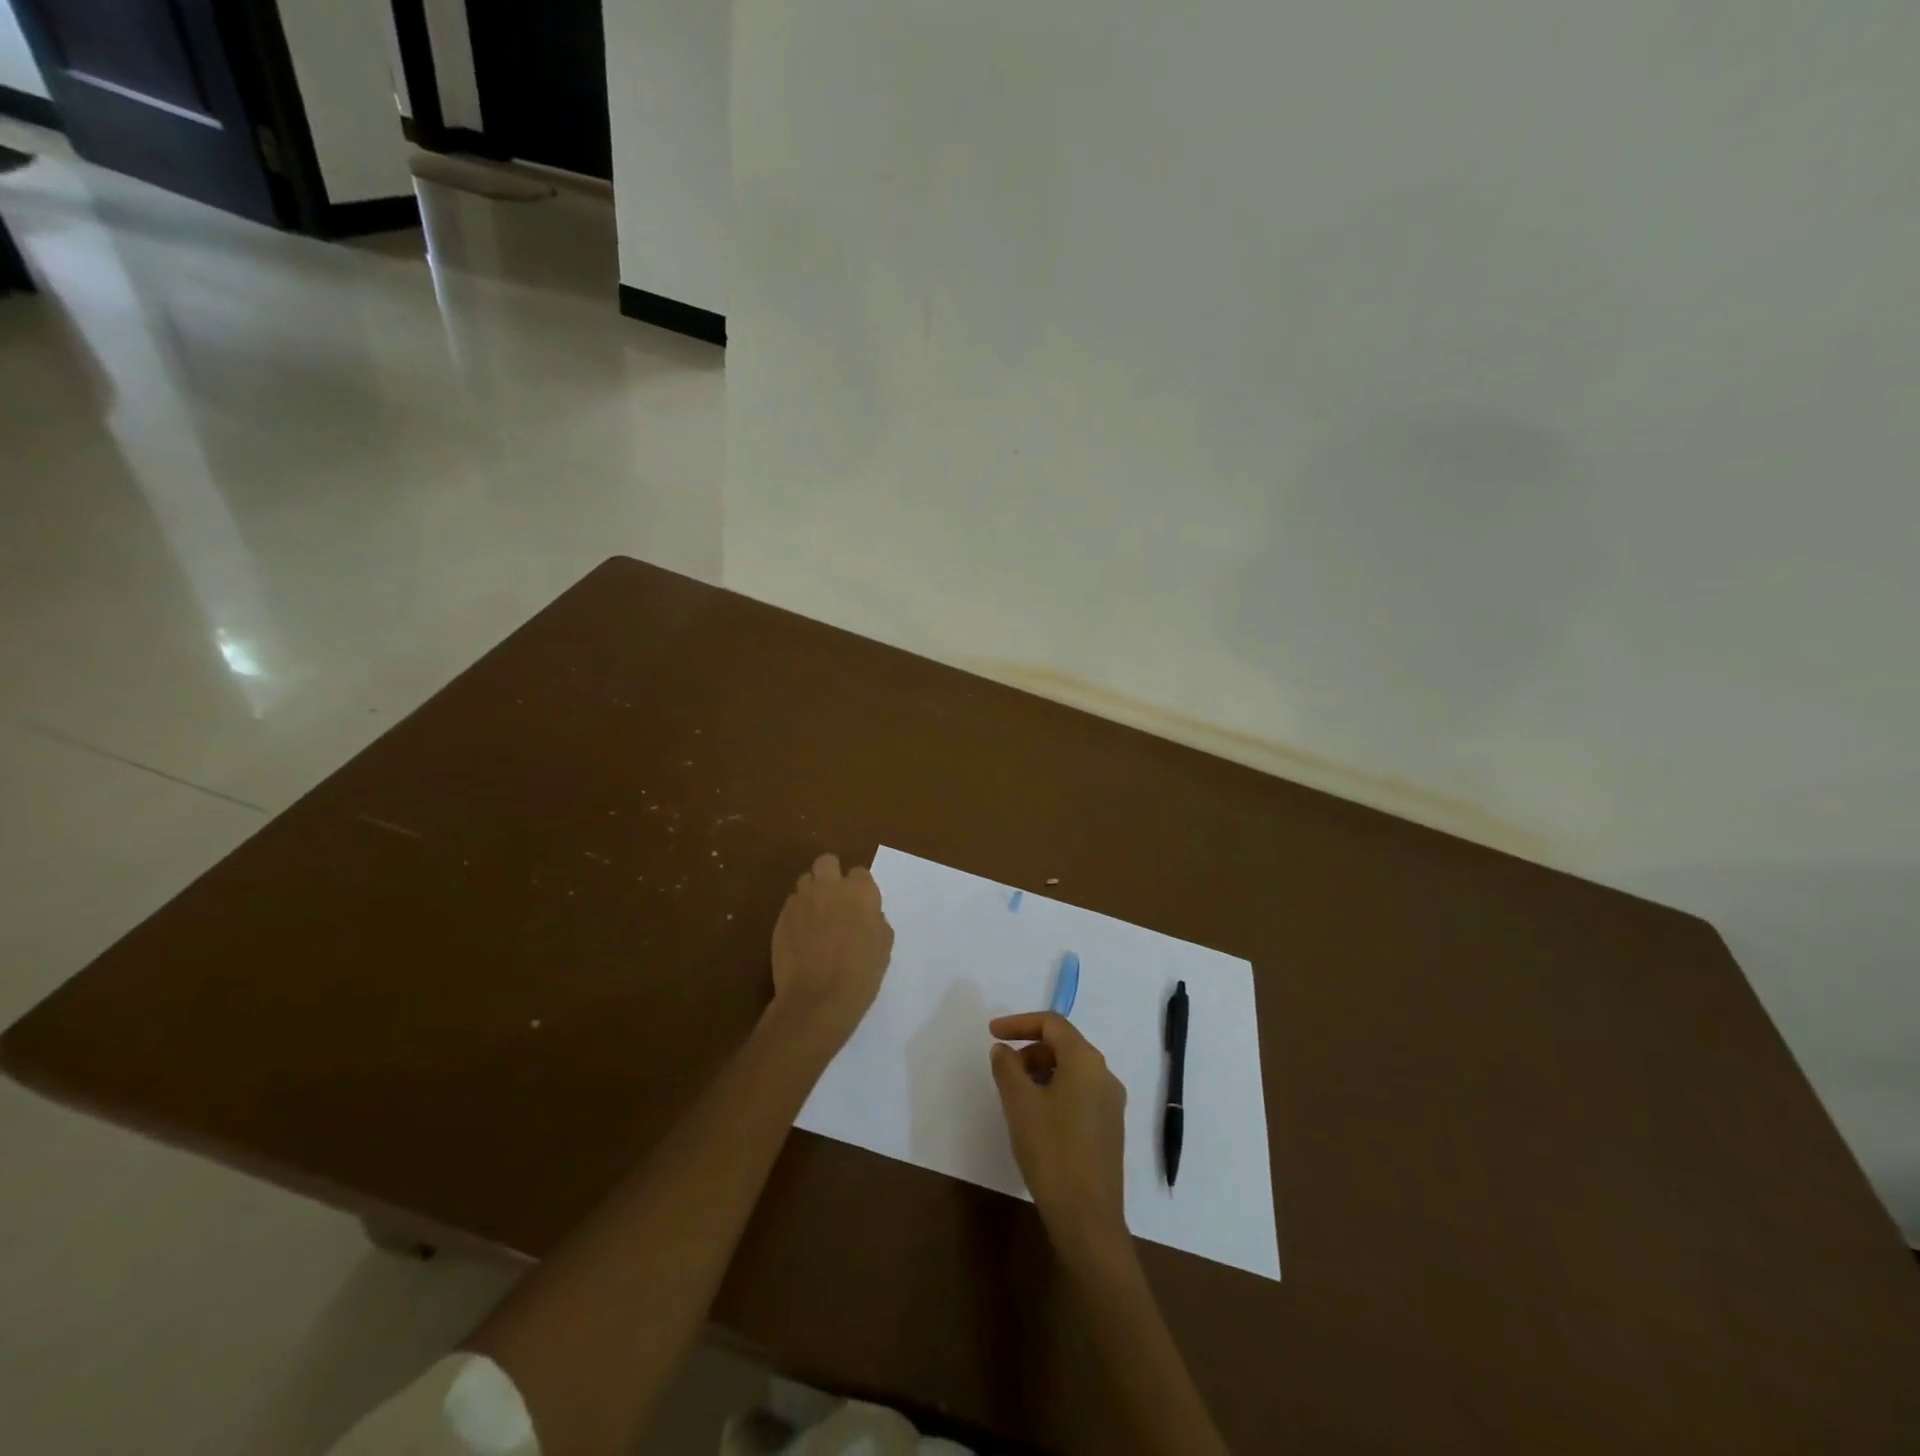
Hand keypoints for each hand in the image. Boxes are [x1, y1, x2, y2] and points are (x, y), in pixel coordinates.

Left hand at [769, 854, 892, 1045]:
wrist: (818, 999)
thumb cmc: (860, 975)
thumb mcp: (883, 945)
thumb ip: (875, 919)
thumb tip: (866, 915)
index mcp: (861, 892)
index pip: (860, 873)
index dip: (859, 888)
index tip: (859, 905)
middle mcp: (830, 888)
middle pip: (827, 862)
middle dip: (830, 874)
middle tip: (834, 899)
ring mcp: (802, 900)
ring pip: (805, 880)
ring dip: (812, 892)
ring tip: (815, 916)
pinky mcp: (781, 916)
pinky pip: (791, 904)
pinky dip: (797, 913)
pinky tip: (801, 935)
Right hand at [990, 1012, 1129, 1259]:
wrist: (1088, 1218)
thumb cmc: (1051, 1151)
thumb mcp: (1019, 1103)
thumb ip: (1007, 1067)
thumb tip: (1004, 1050)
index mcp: (1086, 1060)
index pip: (1052, 1024)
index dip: (1019, 1023)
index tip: (992, 1033)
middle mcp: (1105, 1074)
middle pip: (1063, 1045)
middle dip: (1029, 1050)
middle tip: (1002, 1070)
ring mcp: (1111, 1103)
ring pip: (1071, 1071)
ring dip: (1041, 1072)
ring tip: (1015, 1096)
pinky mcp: (1110, 1128)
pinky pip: (1079, 1093)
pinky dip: (1054, 1091)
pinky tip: (1036, 1118)